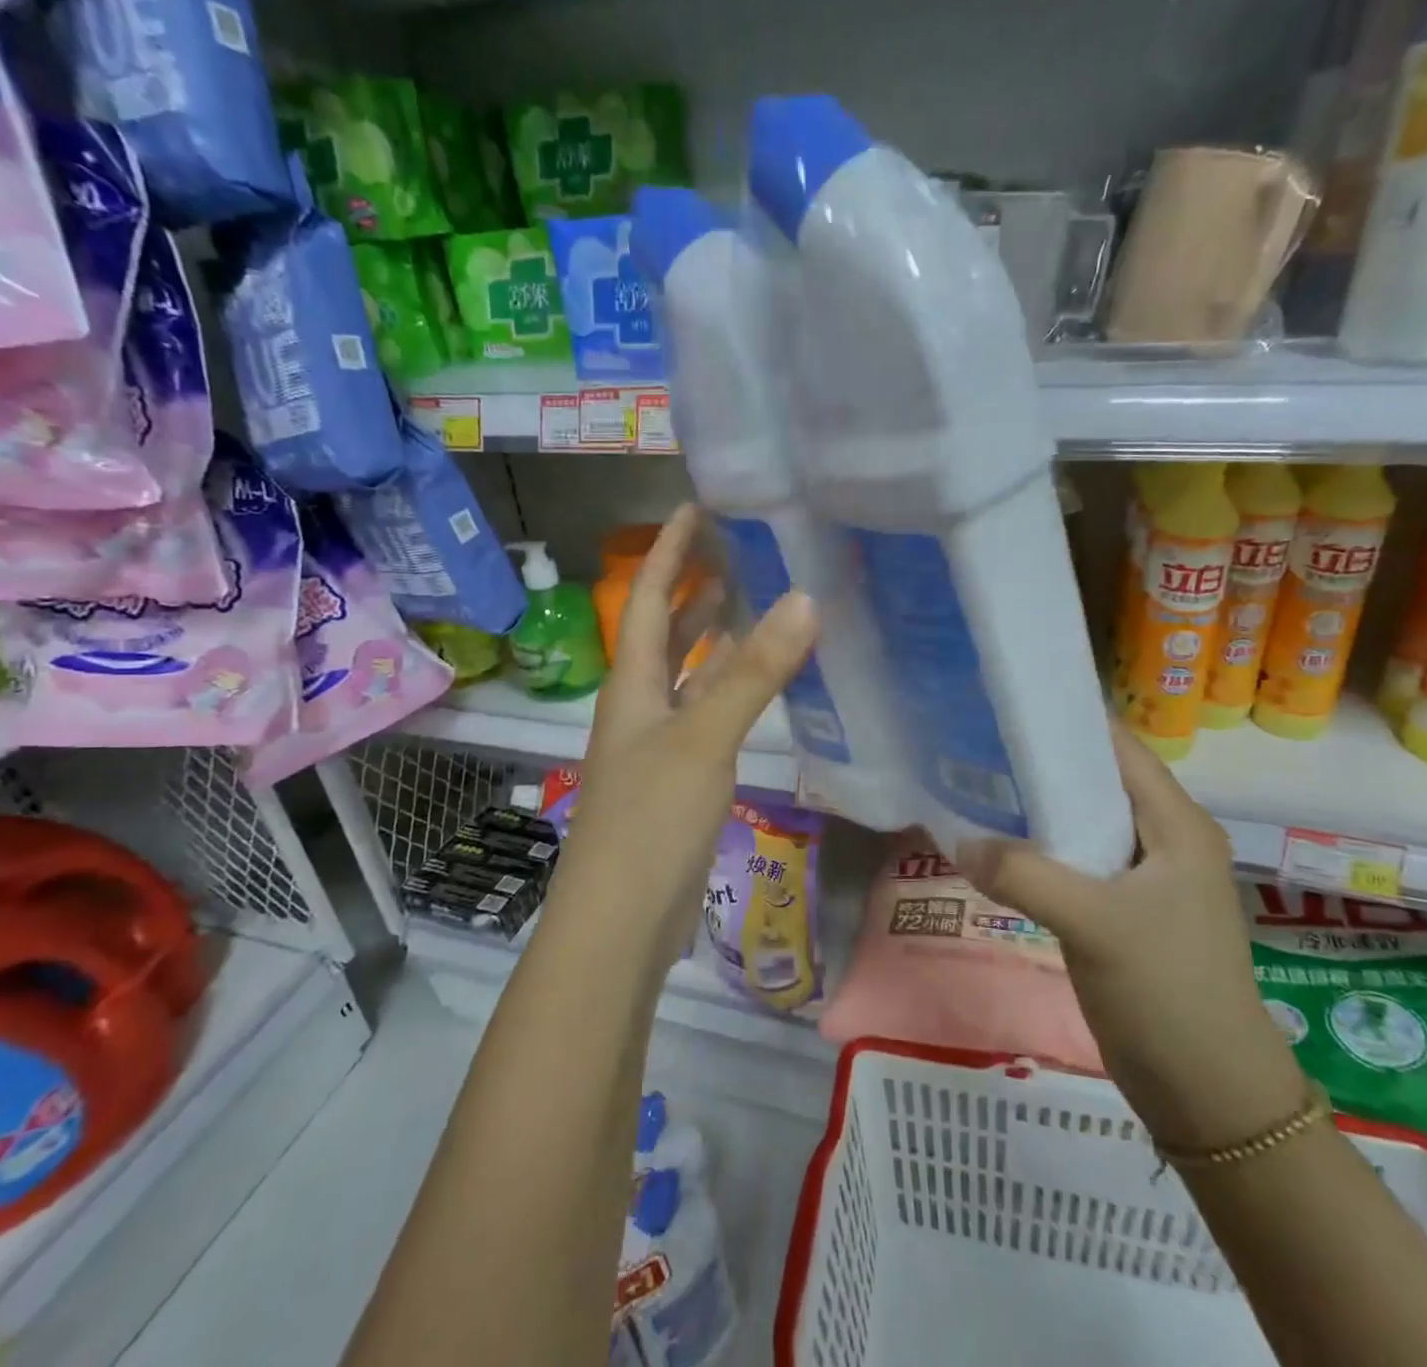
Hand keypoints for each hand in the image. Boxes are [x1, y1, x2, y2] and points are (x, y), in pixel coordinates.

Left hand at [555, 505, 819, 957]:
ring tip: (759, 600)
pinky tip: (762, 683)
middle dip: (694, 585)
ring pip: (688, 672)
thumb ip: (753, 672)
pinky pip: (707, 712)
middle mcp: (640, 702)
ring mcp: (658, 742)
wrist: (621, 920)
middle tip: (742, 548)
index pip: (646, 594)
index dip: (669, 549)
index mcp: (632, 681)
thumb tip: (805, 598)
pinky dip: (731, 687)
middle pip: (664, 629)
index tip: (698, 505)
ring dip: (715, 636)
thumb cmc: (650, 819)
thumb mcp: (703, 737)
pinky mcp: (679, 776)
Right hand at [955, 722, 1308, 1149]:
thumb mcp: (1095, 925)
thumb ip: (1024, 875)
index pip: (1118, 746)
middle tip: (977, 741)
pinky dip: (1039, 847)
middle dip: (1041, 759)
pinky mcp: (1123, 908)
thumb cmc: (1167, 993)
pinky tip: (997, 845)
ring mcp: (1143, 876)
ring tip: (976, 782)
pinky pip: (1076, 859)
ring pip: (1083, 820)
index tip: (1007, 703)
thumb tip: (959, 840)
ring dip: (1037, 805)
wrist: (1209, 1094)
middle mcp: (1163, 837)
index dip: (1067, 719)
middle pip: (1096, 779)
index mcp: (1176, 823)